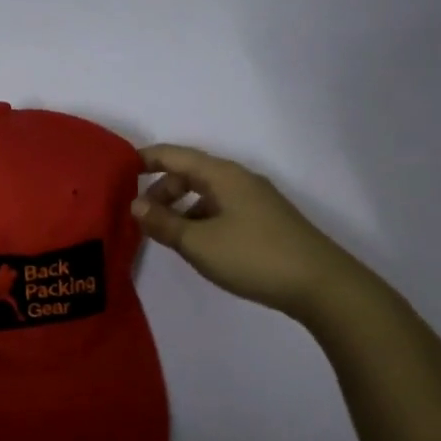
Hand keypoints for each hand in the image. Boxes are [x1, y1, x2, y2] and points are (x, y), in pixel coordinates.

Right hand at [132, 144, 370, 318]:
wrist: (322, 285)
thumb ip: (163, 222)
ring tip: (165, 235)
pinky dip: (199, 219)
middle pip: (189, 173)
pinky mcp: (265, 221)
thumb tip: (136, 205)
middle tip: (140, 217)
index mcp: (222, 175)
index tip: (118, 171)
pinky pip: (220, 209)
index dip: (145, 159)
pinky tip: (197, 246)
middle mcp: (239, 180)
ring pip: (205, 194)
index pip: (174, 155)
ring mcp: (255, 200)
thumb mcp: (198, 242)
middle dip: (160, 190)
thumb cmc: (253, 256)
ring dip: (180, 208)